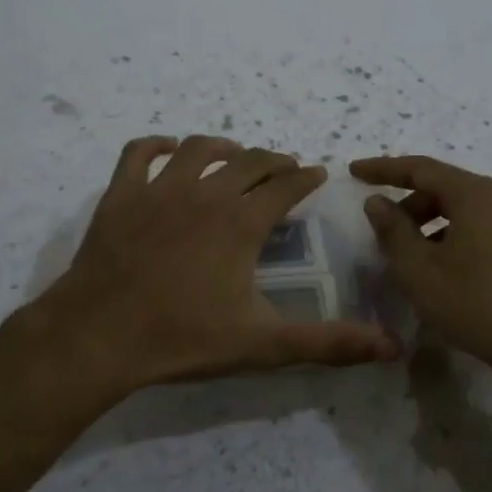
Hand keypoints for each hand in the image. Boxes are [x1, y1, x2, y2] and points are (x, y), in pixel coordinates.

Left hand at [39, 135, 399, 395]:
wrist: (100, 335)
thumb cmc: (183, 337)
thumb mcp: (263, 345)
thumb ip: (328, 343)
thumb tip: (391, 346)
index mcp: (240, 223)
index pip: (284, 186)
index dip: (305, 177)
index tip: (317, 173)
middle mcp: (204, 194)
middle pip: (247, 162)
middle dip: (272, 161)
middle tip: (283, 167)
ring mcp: (158, 190)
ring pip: (197, 150)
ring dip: (223, 149)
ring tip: (234, 157)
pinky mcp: (120, 195)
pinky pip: (139, 153)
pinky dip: (156, 146)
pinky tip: (167, 150)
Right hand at [351, 155, 491, 393]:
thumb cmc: (473, 302)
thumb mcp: (418, 268)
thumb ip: (393, 230)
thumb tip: (377, 201)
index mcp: (475, 194)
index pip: (421, 168)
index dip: (383, 169)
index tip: (354, 171)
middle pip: (445, 189)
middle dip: (408, 205)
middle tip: (383, 231)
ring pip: (463, 213)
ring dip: (430, 226)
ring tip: (410, 259)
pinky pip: (481, 233)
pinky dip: (452, 241)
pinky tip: (443, 275)